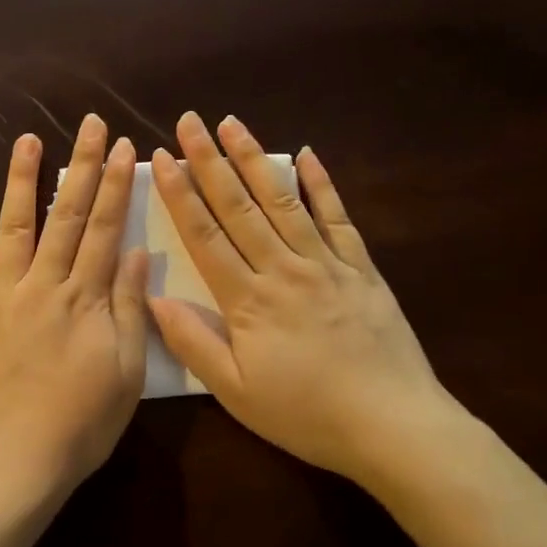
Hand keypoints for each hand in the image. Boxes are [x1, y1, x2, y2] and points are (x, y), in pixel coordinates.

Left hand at [0, 116, 148, 508]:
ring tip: (29, 140)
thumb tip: (134, 254)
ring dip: (23, 182)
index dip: (115, 186)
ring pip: (14, 229)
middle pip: (65, 217)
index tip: (122, 147)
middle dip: (81, 167)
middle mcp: (42, 287)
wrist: (12, 463)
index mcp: (84, 300)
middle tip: (89, 123)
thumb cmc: (79, 426)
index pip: (104, 230)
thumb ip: (127, 309)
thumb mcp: (124, 373)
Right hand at [146, 112, 457, 484]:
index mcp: (248, 300)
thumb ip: (193, 343)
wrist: (393, 425)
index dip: (180, 195)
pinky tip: (307, 155)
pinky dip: (322, 184)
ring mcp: (327, 264)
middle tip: (190, 121)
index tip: (162, 158)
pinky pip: (338, 218)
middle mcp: (284, 268)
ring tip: (233, 124)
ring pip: (284, 201)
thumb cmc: (306, 414)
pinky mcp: (362, 269)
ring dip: (255, 160)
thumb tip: (153, 298)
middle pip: (240, 206)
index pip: (205, 235)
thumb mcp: (236, 392)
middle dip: (210, 161)